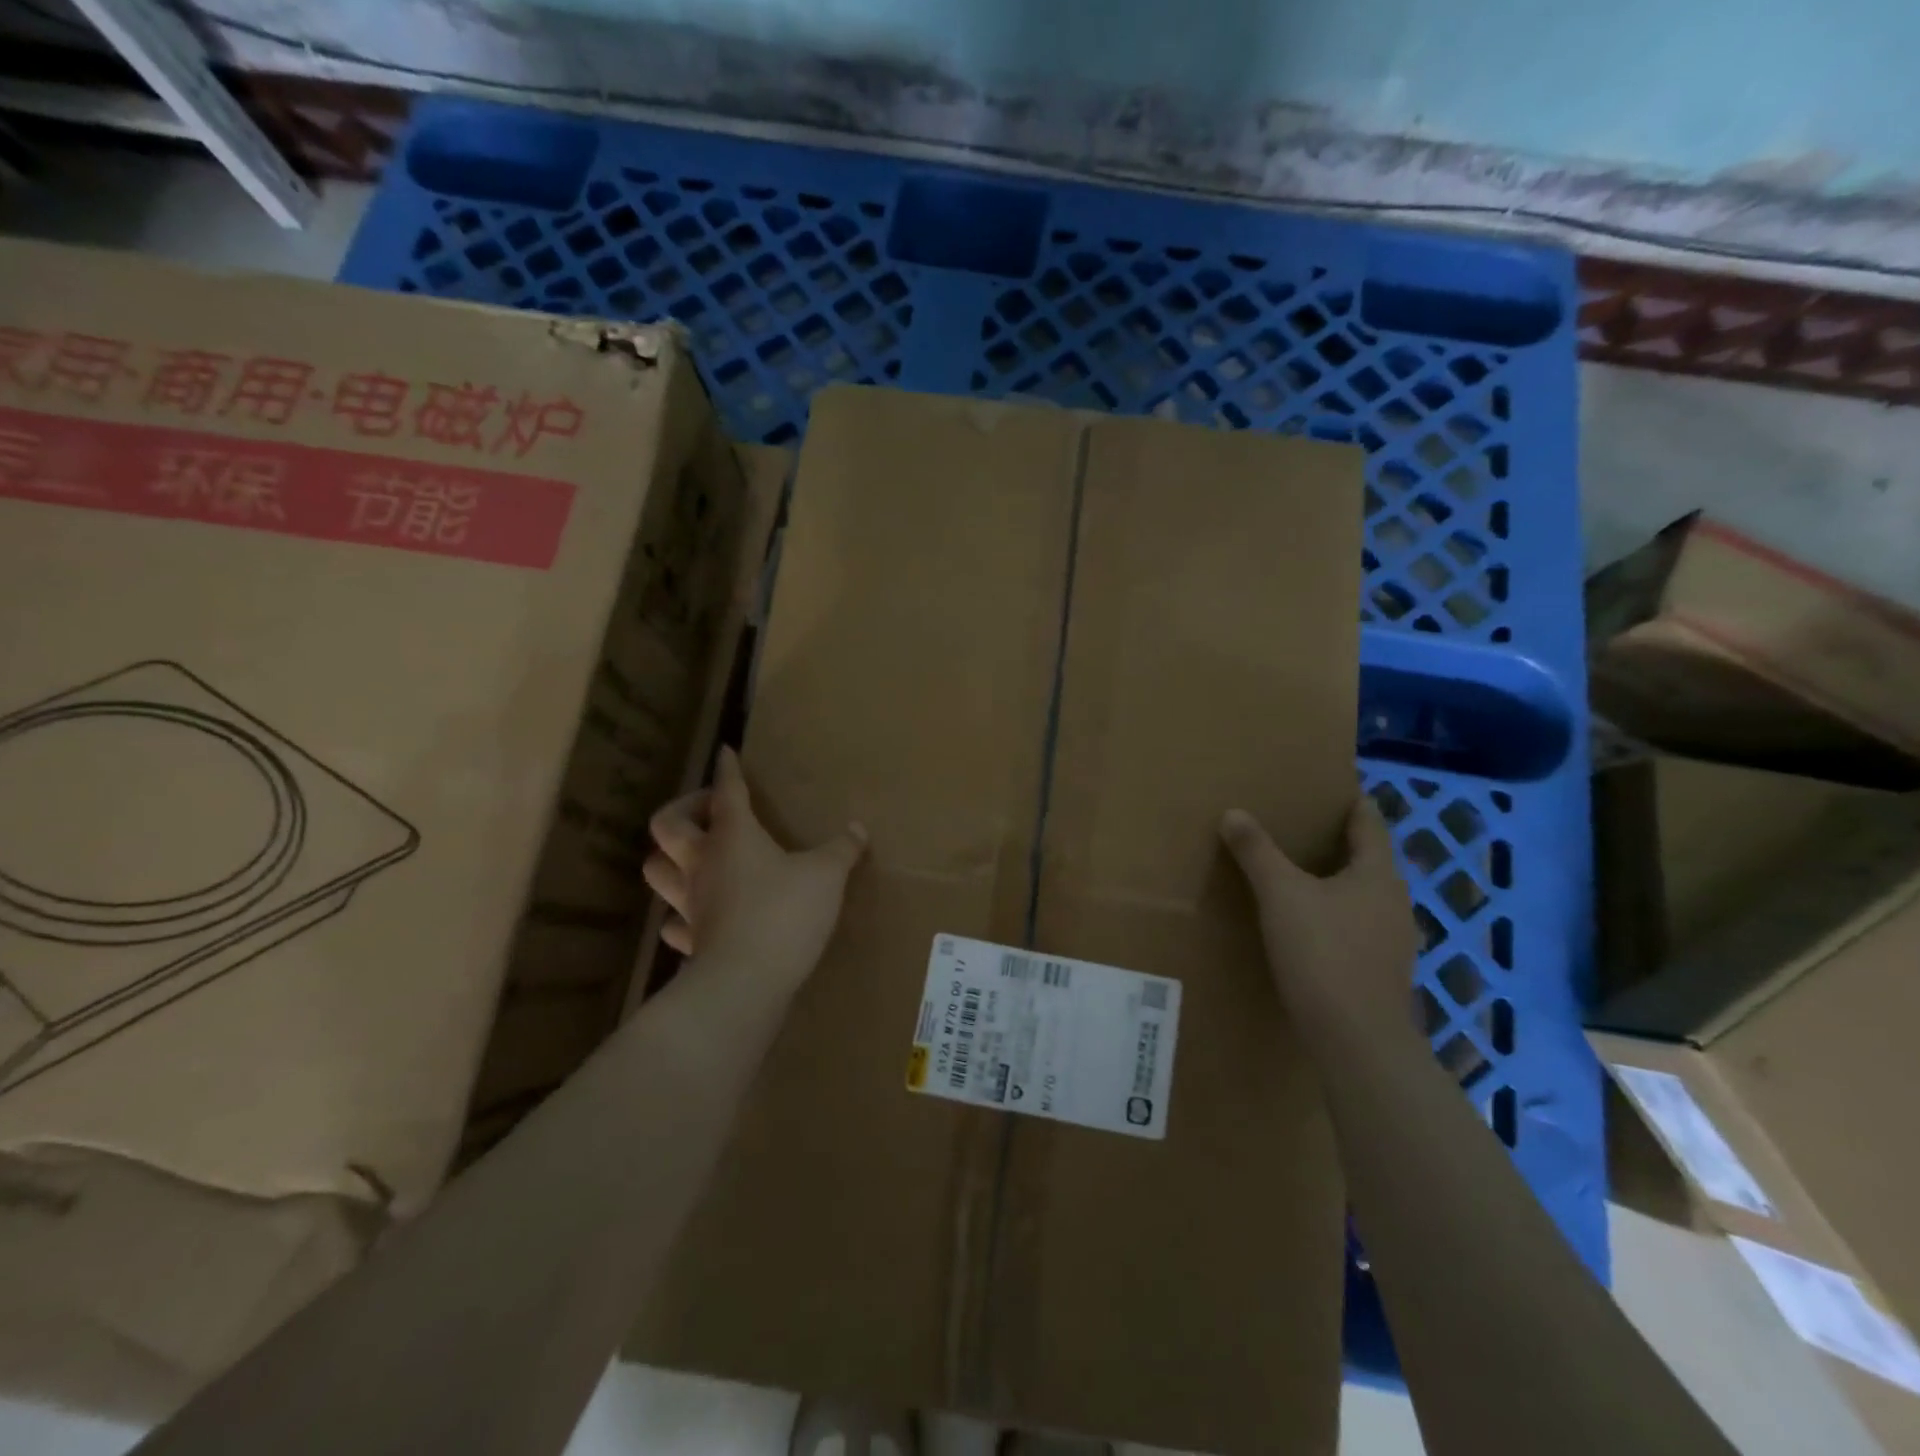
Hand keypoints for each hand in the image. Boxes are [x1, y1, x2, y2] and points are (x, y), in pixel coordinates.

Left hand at [645, 747, 866, 991]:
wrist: (745, 981)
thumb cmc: (785, 914)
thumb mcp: (826, 875)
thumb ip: (842, 849)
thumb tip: (859, 828)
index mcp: (733, 836)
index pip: (727, 791)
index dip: (727, 769)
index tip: (725, 752)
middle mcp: (702, 862)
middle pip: (668, 824)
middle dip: (684, 809)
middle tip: (710, 811)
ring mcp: (689, 902)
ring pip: (657, 869)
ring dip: (670, 856)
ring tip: (697, 855)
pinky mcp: (690, 939)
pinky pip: (674, 920)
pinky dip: (681, 912)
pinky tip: (698, 914)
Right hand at [1219, 796, 1418, 1034]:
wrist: (1357, 1039)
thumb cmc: (1323, 953)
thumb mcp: (1281, 895)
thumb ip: (1257, 852)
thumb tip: (1233, 813)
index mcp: (1378, 873)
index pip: (1369, 822)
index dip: (1350, 802)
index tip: (1326, 788)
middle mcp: (1394, 900)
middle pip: (1368, 858)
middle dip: (1337, 841)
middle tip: (1298, 827)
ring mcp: (1393, 938)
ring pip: (1363, 894)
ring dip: (1336, 879)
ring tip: (1298, 873)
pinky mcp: (1382, 969)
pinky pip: (1358, 924)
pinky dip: (1336, 912)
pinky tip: (1309, 923)